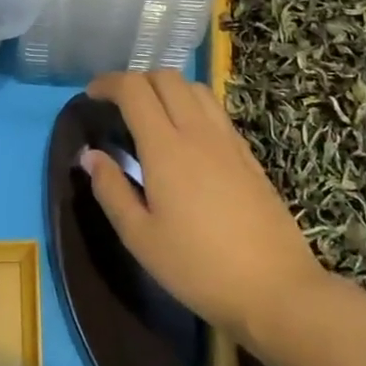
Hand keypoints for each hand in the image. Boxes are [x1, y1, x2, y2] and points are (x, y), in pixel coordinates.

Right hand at [82, 71, 324, 347]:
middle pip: (166, 77)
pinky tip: (187, 137)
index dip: (108, 83)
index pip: (134, 89)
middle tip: (118, 106)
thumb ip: (111, 190)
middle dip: (137, 80)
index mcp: (165, 147)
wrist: (275, 288)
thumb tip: (90, 155)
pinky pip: (215, 109)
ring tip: (152, 116)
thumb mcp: (141, 238)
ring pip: (194, 88)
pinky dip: (192, 105)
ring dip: (167, 89)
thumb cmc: (198, 268)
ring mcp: (227, 139)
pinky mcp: (247, 153)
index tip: (91, 95)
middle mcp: (197, 131)